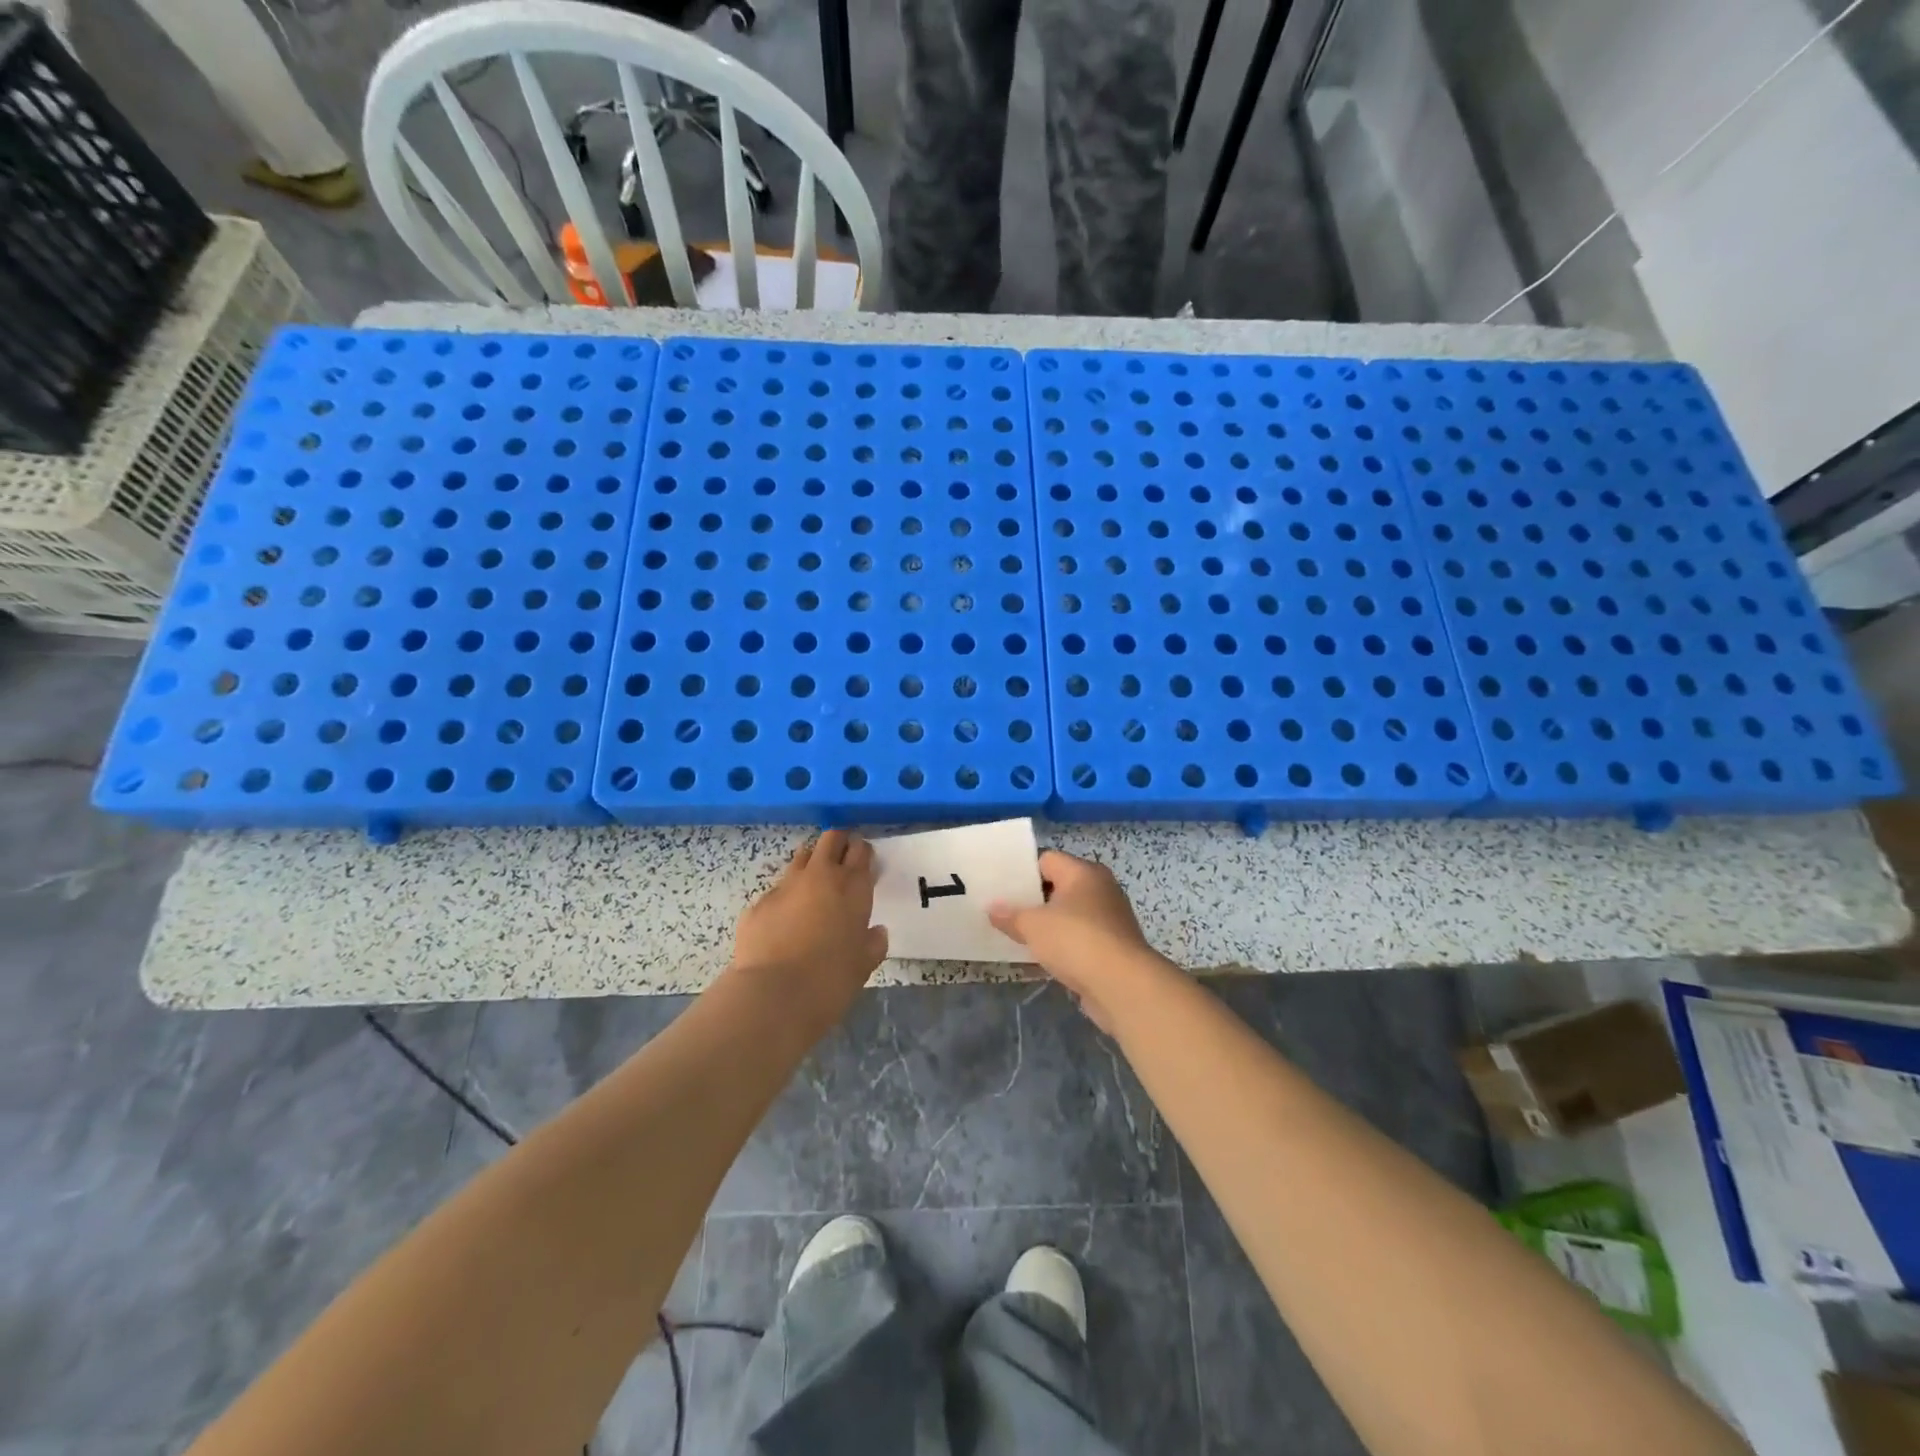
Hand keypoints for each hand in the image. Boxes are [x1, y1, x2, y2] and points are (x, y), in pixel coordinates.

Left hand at [730, 830, 887, 1029]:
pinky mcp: (759, 903)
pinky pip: (776, 892)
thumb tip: (875, 932)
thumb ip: (873, 942)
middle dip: (838, 843)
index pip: (861, 850)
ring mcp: (785, 886)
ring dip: (810, 865)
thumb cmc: (831, 980)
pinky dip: (784, 900)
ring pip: (801, 857)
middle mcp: (820, 876)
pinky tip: (783, 925)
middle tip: (841, 862)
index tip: (864, 864)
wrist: (774, 995)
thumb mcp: (864, 964)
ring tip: (813, 889)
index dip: (862, 852)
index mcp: (852, 887)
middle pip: (831, 838)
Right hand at [989, 850, 1166, 1030]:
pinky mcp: (1113, 946)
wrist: (1122, 985)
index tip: (1001, 889)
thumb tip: (992, 908)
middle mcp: (1100, 888)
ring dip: (1048, 925)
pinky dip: (1063, 945)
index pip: (1047, 859)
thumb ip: (1011, 915)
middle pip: (1059, 886)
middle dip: (1033, 900)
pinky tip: (1043, 958)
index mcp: (1083, 872)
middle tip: (1004, 912)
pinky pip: (1080, 938)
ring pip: (1069, 915)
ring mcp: (1110, 918)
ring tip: (1018, 936)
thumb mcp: (1033, 926)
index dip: (1023, 872)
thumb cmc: (1076, 941)